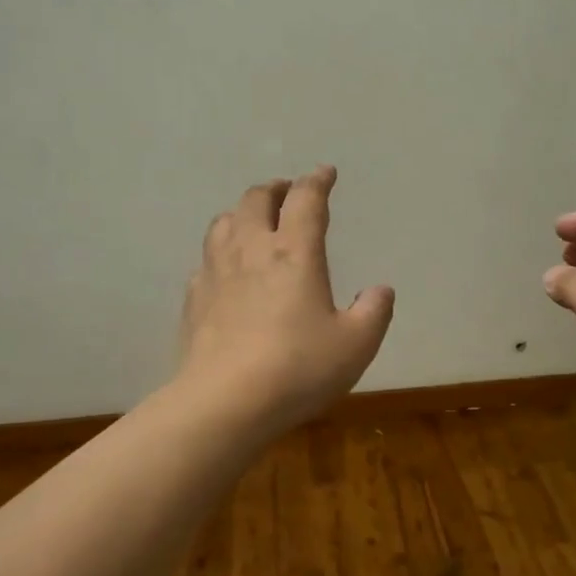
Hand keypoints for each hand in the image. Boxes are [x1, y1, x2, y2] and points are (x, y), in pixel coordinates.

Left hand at [178, 166, 394, 432]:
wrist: (224, 402)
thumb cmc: (298, 368)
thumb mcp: (355, 345)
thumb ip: (374, 312)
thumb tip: (380, 290)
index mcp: (295, 252)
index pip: (306, 200)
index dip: (318, 181)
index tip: (326, 173)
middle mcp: (252, 250)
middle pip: (256, 199)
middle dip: (275, 188)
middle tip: (288, 192)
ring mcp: (217, 272)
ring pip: (224, 221)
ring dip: (242, 212)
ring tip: (254, 220)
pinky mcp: (194, 299)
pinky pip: (206, 259)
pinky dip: (220, 251)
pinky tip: (226, 269)